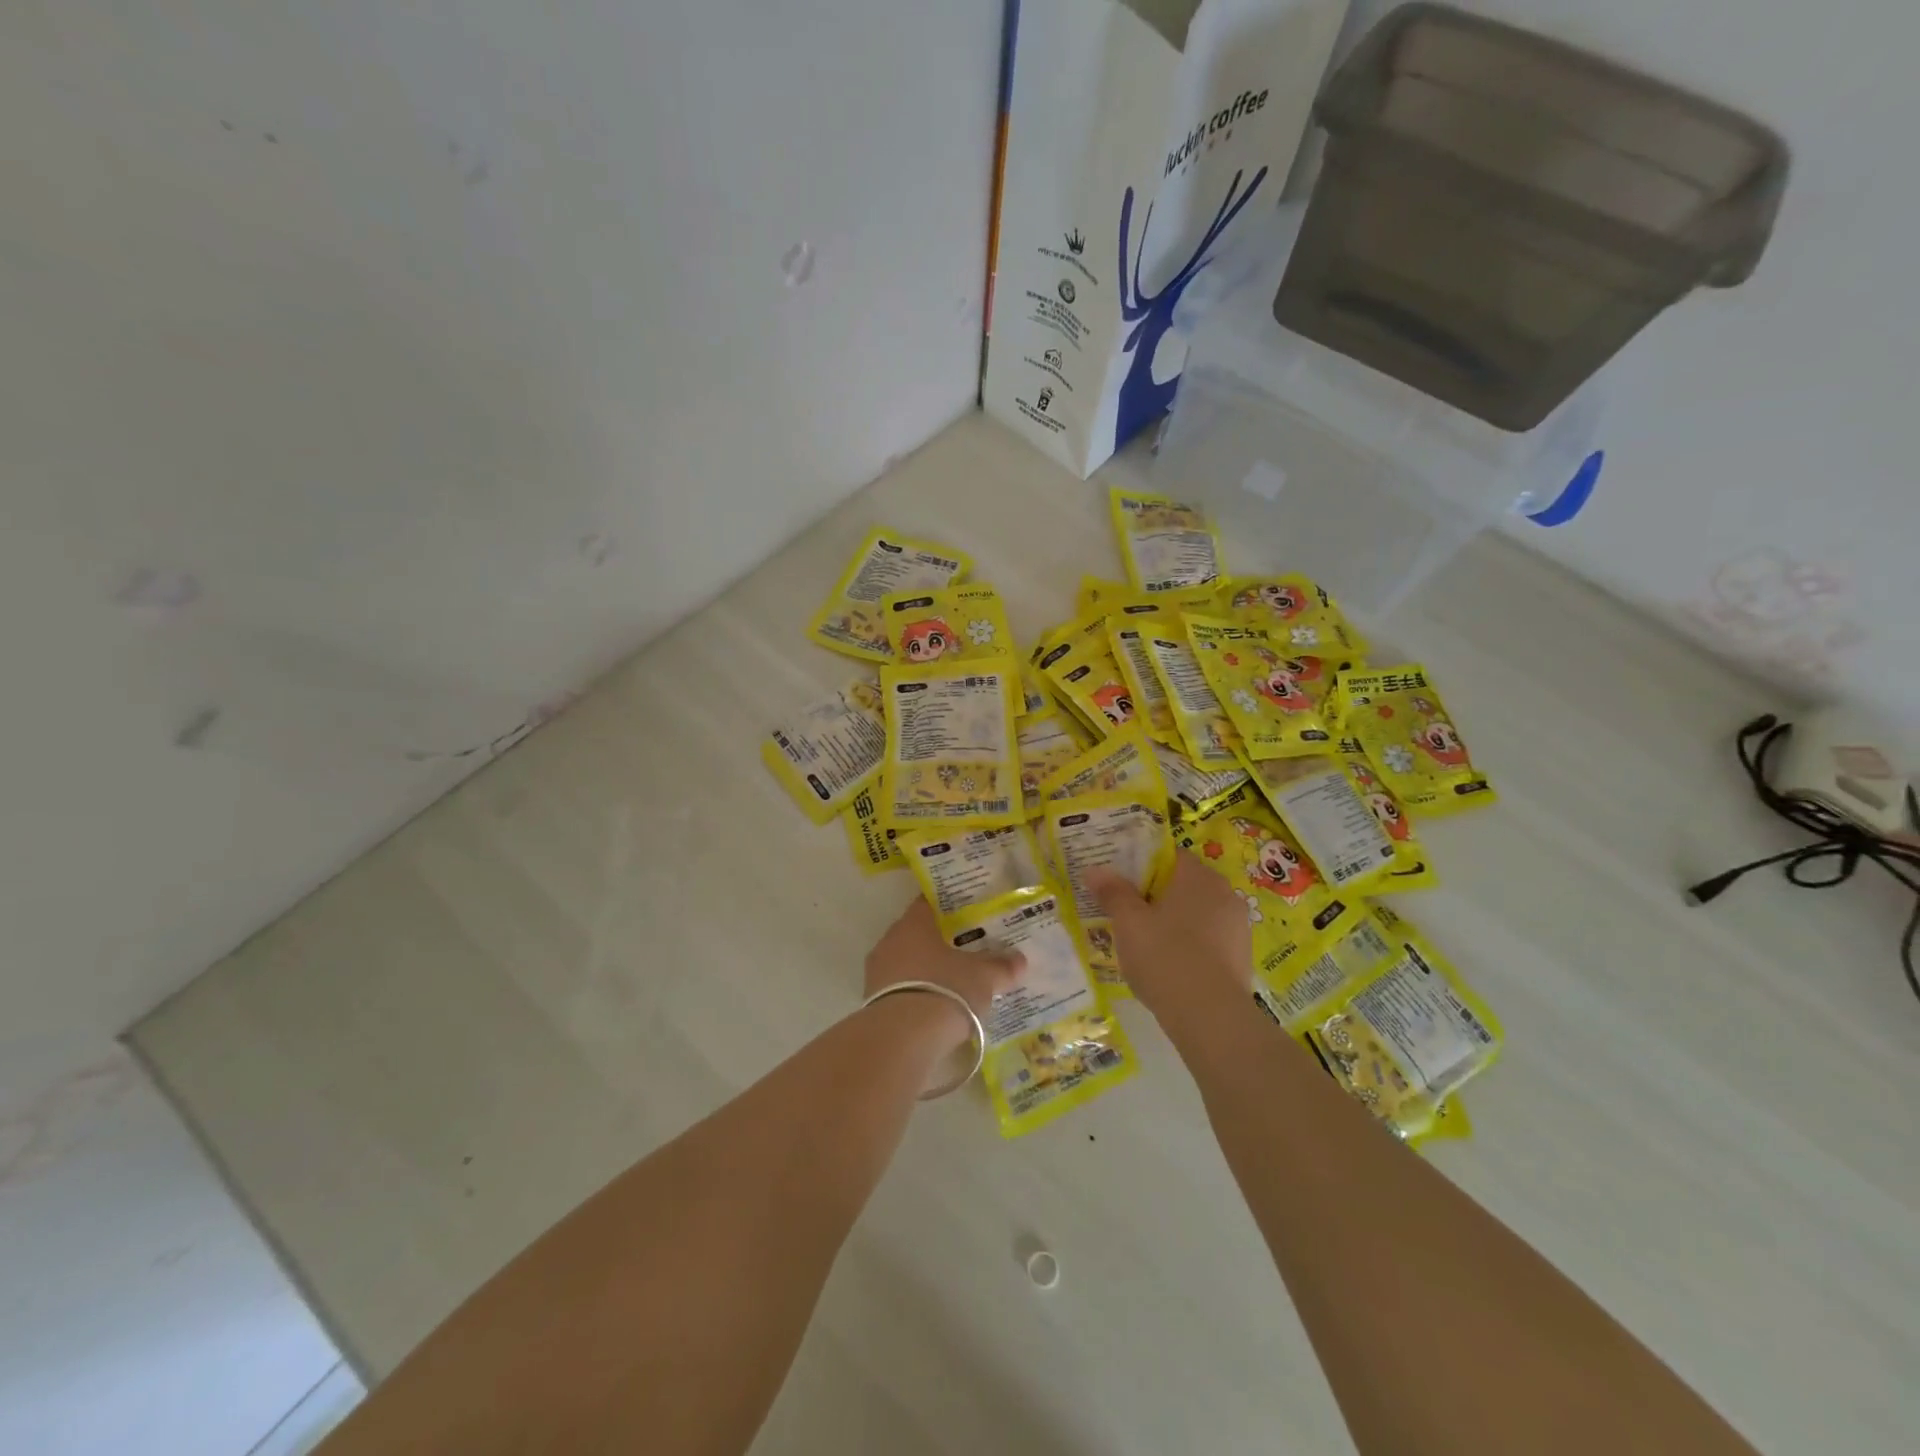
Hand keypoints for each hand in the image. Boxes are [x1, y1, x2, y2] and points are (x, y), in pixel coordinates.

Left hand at [863, 898, 1024, 1052]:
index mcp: (913, 923)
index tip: (968, 913)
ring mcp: (877, 973)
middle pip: (918, 935)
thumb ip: (1001, 966)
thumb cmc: (946, 990)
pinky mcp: (872, 1004)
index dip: (949, 907)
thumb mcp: (983, 977)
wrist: (903, 1039)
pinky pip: (900, 990)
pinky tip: (936, 1009)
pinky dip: (917, 995)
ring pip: (907, 963)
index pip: (929, 903)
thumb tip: (1019, 960)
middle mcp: (889, 941)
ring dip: (927, 971)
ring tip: (954, 983)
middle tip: (967, 950)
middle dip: (941, 942)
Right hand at [1088, 851, 1250, 1026]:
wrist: (1211, 1018)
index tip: (1119, 881)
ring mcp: (1237, 926)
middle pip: (1182, 884)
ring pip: (1195, 914)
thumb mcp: (1128, 923)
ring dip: (1171, 922)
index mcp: (1198, 876)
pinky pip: (1207, 940)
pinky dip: (1187, 945)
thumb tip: (1094, 870)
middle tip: (1125, 912)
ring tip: (1142, 942)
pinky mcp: (1240, 957)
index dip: (1141, 865)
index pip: (1169, 855)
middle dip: (1154, 896)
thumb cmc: (1166, 957)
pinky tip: (1167, 966)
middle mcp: (1224, 893)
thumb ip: (1112, 892)